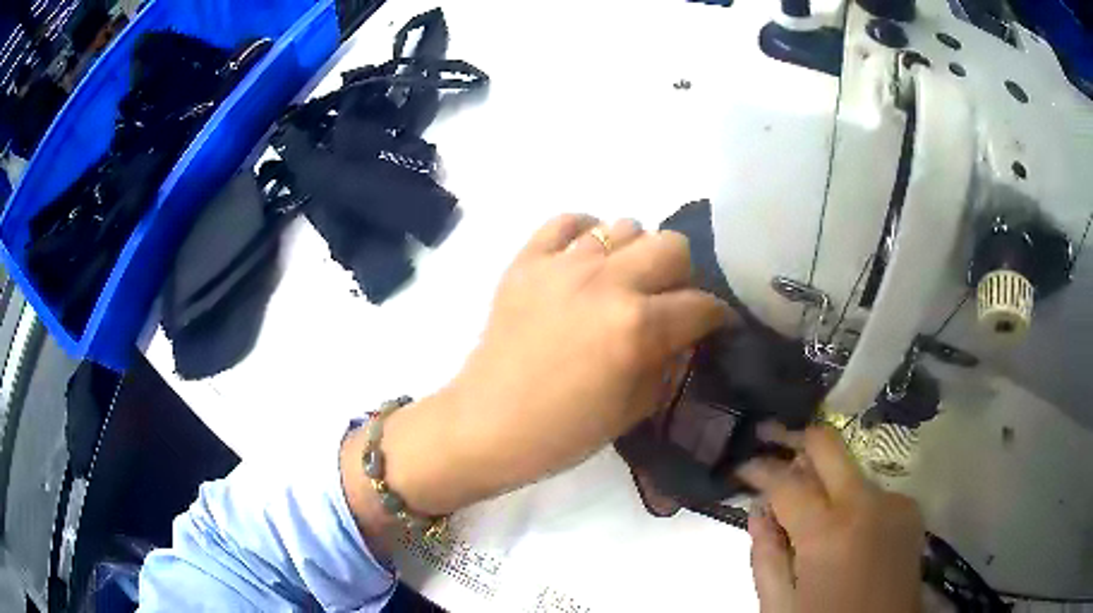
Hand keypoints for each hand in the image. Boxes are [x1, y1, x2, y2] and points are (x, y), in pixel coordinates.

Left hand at [377, 215, 730, 514]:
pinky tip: (583, 260)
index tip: (714, 325)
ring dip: (634, 255)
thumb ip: (669, 361)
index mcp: (637, 326)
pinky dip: (584, 233)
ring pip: (624, 226)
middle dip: (682, 275)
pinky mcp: (527, 261)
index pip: (701, 303)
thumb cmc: (563, 431)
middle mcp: (606, 282)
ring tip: (620, 283)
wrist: (487, 424)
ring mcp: (562, 265)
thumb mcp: (635, 408)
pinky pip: (566, 221)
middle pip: (672, 245)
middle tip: (667, 301)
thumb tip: (686, 332)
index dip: (716, 316)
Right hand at [738, 426, 924, 612]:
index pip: (786, 481)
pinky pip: (870, 491)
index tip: (742, 465)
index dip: (759, 468)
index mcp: (828, 533)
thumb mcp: (779, 605)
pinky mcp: (910, 509)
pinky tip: (840, 526)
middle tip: (769, 436)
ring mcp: (894, 502)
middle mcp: (866, 504)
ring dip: (823, 476)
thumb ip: (765, 556)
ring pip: (850, 468)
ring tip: (802, 495)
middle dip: (794, 437)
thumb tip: (759, 510)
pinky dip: (849, 499)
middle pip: (828, 444)